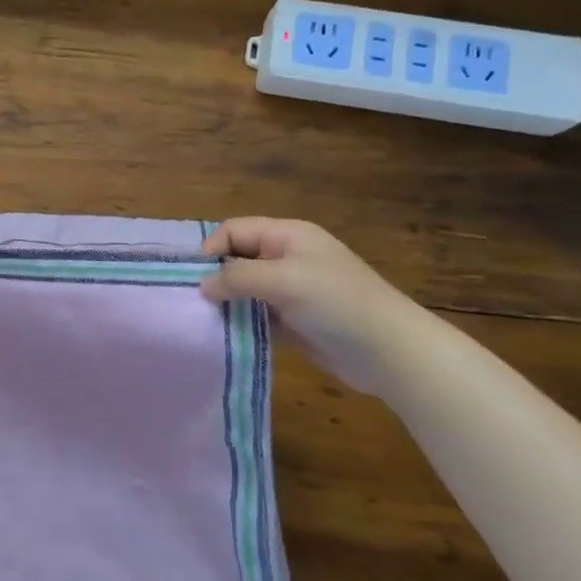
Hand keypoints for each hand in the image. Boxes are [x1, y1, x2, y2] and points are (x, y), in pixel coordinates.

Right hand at [200, 218, 435, 394]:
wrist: (388, 351)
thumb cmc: (336, 303)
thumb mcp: (284, 280)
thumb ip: (238, 278)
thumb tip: (202, 285)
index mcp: (287, 236)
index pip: (234, 230)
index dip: (211, 248)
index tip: (193, 278)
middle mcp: (286, 258)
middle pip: (237, 259)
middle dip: (214, 277)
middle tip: (192, 301)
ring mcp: (290, 292)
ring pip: (244, 290)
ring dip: (226, 303)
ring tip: (203, 321)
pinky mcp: (293, 321)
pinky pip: (256, 316)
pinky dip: (241, 323)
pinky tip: (225, 336)